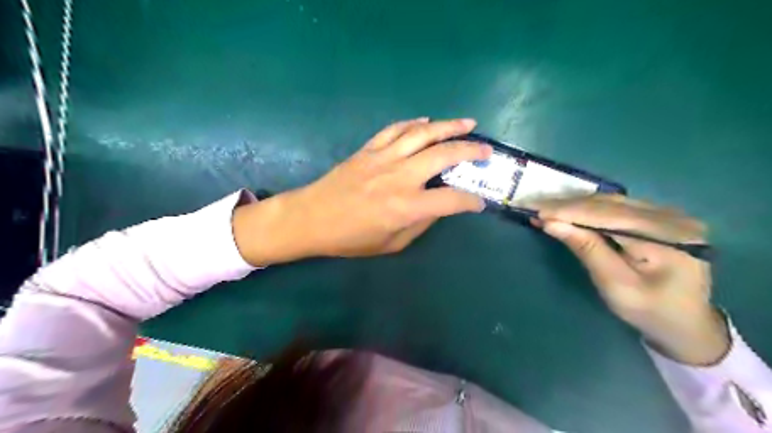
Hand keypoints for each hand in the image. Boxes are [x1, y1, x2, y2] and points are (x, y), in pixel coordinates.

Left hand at [232, 118, 490, 263]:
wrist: (311, 218)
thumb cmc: (351, 238)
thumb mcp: (391, 243)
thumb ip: (420, 223)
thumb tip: (439, 206)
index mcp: (406, 207)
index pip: (451, 200)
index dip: (471, 201)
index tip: (479, 202)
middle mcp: (400, 177)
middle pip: (444, 155)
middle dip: (471, 151)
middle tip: (486, 150)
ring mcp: (383, 158)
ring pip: (423, 134)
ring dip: (449, 126)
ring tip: (468, 123)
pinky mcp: (369, 149)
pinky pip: (396, 130)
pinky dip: (414, 123)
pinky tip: (427, 122)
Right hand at [531, 195, 730, 365]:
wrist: (687, 324)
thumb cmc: (650, 311)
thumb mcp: (615, 286)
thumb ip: (587, 250)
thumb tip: (551, 223)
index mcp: (668, 237)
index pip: (609, 215)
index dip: (570, 211)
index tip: (537, 211)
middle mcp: (673, 217)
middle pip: (610, 204)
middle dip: (568, 206)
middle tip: (534, 207)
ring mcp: (668, 215)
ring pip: (611, 202)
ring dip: (576, 205)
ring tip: (546, 209)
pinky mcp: (659, 218)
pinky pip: (617, 207)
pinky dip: (589, 209)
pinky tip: (569, 211)